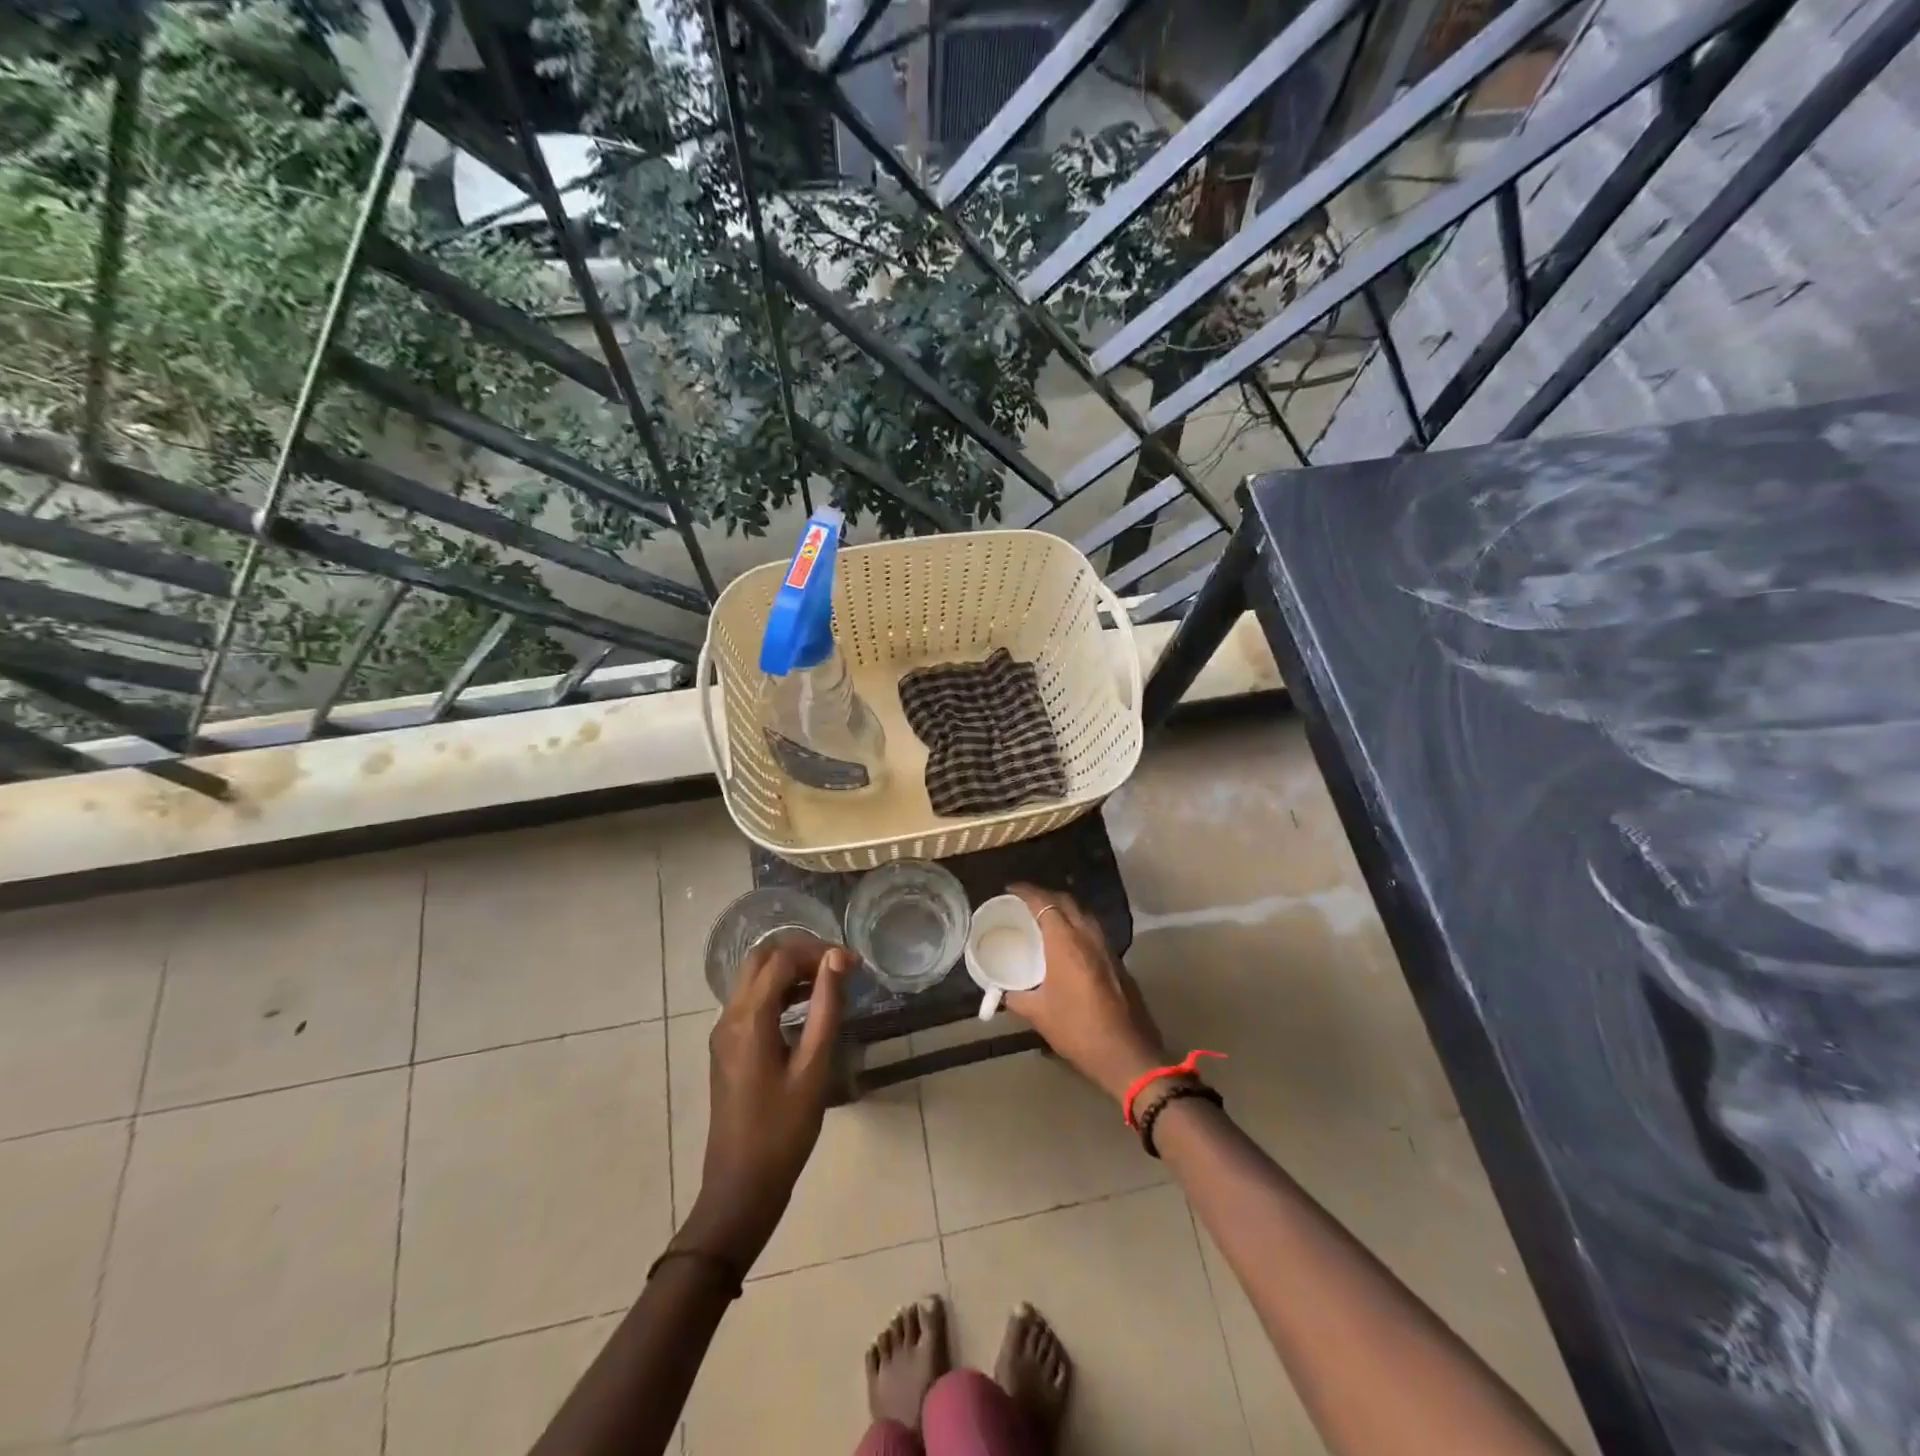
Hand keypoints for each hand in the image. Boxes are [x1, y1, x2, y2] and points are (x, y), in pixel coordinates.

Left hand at [682, 936, 853, 1264]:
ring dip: (790, 971)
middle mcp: (729, 1017)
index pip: (781, 959)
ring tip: (830, 984)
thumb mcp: (814, 1068)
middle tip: (838, 967)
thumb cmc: (782, 1131)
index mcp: (748, 1019)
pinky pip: (752, 1001)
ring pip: (754, 978)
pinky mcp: (728, 1048)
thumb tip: (838, 958)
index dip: (818, 952)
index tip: (853, 964)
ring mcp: (724, 1032)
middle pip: (761, 959)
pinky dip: (779, 991)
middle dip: (801, 953)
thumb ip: (827, 1007)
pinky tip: (808, 1009)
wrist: (740, 1188)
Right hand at [1003, 885, 1169, 1100]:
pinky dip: (1077, 926)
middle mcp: (1089, 937)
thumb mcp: (1040, 1015)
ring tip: (1045, 918)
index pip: (1045, 903)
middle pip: (1066, 902)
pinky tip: (1068, 943)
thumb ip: (1018, 998)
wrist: (1126, 1054)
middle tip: (1025, 901)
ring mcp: (1107, 948)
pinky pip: (1093, 931)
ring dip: (1064, 909)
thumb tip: (1004, 993)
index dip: (1027, 892)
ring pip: (1084, 914)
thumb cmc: (1078, 1030)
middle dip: (1045, 895)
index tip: (1010, 889)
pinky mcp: (1118, 962)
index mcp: (1066, 943)